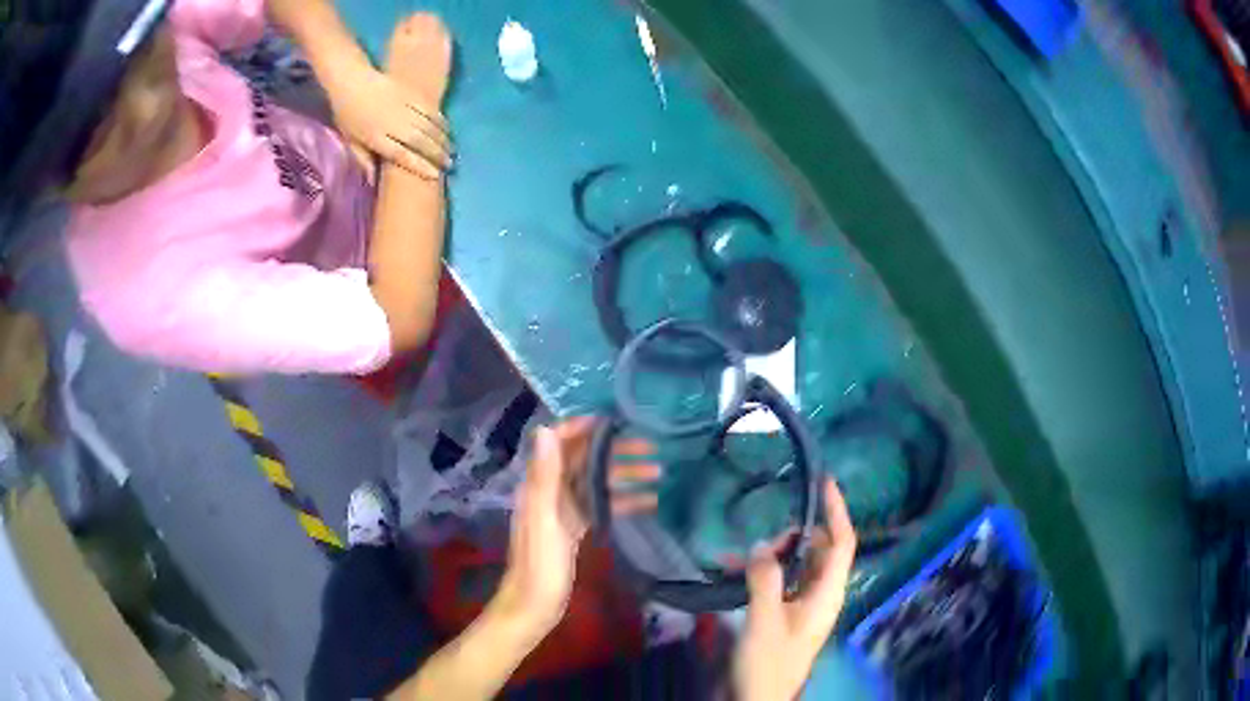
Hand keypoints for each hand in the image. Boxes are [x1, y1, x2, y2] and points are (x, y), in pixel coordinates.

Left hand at [327, 13, 453, 179]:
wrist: (350, 79)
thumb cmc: (347, 112)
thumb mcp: (350, 139)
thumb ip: (363, 160)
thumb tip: (373, 182)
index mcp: (374, 137)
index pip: (402, 155)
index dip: (420, 165)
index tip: (435, 175)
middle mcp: (391, 123)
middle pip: (419, 140)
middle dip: (437, 153)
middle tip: (450, 163)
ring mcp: (402, 106)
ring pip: (427, 124)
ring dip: (442, 137)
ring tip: (451, 148)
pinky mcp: (409, 92)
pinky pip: (429, 107)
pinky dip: (440, 119)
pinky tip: (446, 127)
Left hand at [498, 418, 660, 631]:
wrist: (534, 606)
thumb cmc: (539, 565)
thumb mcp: (544, 520)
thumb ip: (545, 476)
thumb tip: (545, 429)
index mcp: (539, 486)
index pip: (558, 444)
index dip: (582, 428)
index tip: (615, 422)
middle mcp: (550, 493)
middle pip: (583, 462)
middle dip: (614, 452)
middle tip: (652, 449)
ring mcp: (563, 512)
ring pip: (595, 483)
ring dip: (624, 475)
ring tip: (659, 471)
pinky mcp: (574, 529)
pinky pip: (600, 506)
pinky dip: (623, 501)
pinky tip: (649, 502)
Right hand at [733, 478, 856, 700]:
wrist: (759, 699)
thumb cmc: (768, 663)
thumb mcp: (765, 620)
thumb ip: (766, 579)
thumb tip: (763, 545)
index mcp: (827, 594)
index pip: (843, 543)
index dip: (837, 512)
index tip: (825, 483)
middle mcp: (820, 595)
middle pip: (819, 552)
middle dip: (795, 537)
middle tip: (766, 535)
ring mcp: (802, 606)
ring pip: (796, 567)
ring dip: (773, 556)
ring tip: (741, 555)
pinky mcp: (785, 614)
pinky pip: (779, 583)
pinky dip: (762, 574)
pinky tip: (733, 570)